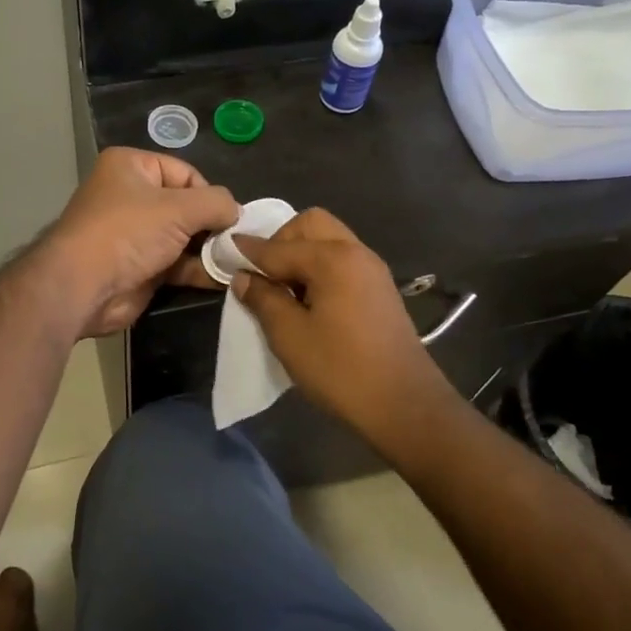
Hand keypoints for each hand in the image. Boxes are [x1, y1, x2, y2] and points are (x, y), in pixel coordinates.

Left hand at [43, 148, 239, 336]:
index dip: (209, 194)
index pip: (185, 173)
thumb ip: (216, 203)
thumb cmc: (127, 232)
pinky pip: (177, 263)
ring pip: (184, 238)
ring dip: (209, 250)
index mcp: (131, 167)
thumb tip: (237, 212)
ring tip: (237, 262)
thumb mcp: (179, 208)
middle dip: (212, 225)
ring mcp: (134, 235)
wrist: (83, 287)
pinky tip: (223, 278)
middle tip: (237, 242)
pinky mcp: (140, 268)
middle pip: (187, 206)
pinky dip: (198, 270)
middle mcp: (131, 196)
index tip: (229, 218)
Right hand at [232, 208, 458, 445]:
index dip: (249, 251)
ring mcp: (372, 270)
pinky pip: (342, 261)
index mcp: (333, 258)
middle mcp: (356, 252)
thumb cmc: (341, 369)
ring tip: (284, 290)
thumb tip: (244, 277)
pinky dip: (320, 268)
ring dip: (302, 254)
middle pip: (311, 225)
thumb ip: (263, 299)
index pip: (279, 247)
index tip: (225, 251)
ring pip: (329, 241)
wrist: (405, 405)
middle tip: (264, 275)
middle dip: (281, 241)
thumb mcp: (290, 336)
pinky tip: (308, 300)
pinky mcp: (380, 290)